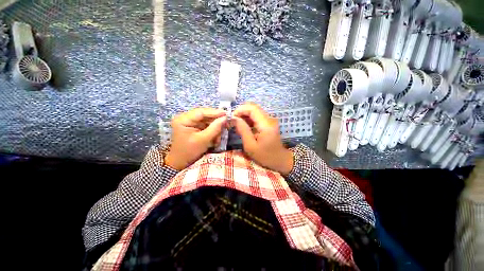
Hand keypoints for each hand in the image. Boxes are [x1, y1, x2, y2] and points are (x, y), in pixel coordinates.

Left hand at [165, 108, 226, 169]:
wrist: (180, 163)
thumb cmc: (189, 152)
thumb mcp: (203, 140)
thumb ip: (214, 128)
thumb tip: (225, 118)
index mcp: (183, 119)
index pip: (201, 112)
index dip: (215, 112)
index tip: (226, 114)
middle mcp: (186, 118)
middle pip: (205, 115)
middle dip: (215, 121)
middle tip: (226, 124)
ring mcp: (190, 122)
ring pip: (207, 120)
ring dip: (215, 128)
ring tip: (218, 137)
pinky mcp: (194, 127)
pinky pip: (206, 125)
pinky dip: (212, 131)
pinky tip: (215, 138)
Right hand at [231, 103, 293, 175]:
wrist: (280, 160)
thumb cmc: (265, 156)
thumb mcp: (250, 146)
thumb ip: (243, 130)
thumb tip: (235, 119)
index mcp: (265, 124)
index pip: (252, 108)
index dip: (240, 110)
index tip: (232, 118)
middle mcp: (269, 119)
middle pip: (253, 108)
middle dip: (241, 112)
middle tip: (233, 121)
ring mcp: (270, 120)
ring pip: (255, 111)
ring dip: (244, 116)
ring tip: (237, 125)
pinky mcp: (269, 123)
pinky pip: (257, 117)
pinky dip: (249, 119)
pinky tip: (244, 127)